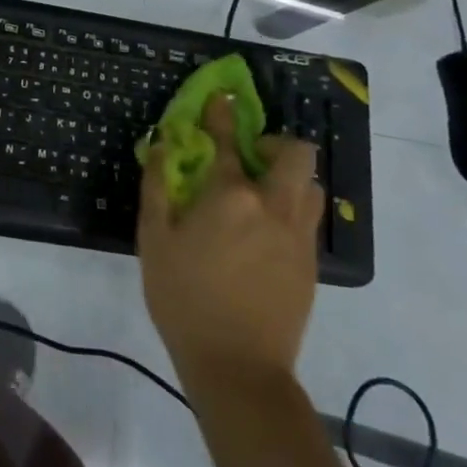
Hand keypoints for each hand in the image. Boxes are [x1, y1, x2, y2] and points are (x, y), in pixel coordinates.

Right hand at [138, 94, 323, 394]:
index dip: (223, 114)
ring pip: (312, 186)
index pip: (227, 141)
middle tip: (251, 156)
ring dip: (291, 177)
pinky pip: (309, 218)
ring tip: (262, 192)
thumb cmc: (183, 298)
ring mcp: (297, 236)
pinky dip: (292, 208)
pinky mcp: (310, 264)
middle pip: (297, 154)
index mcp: (230, 196)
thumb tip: (163, 145)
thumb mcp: (154, 240)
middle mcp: (272, 206)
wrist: (237, 367)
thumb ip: (158, 186)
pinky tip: (265, 231)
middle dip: (277, 143)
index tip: (222, 99)